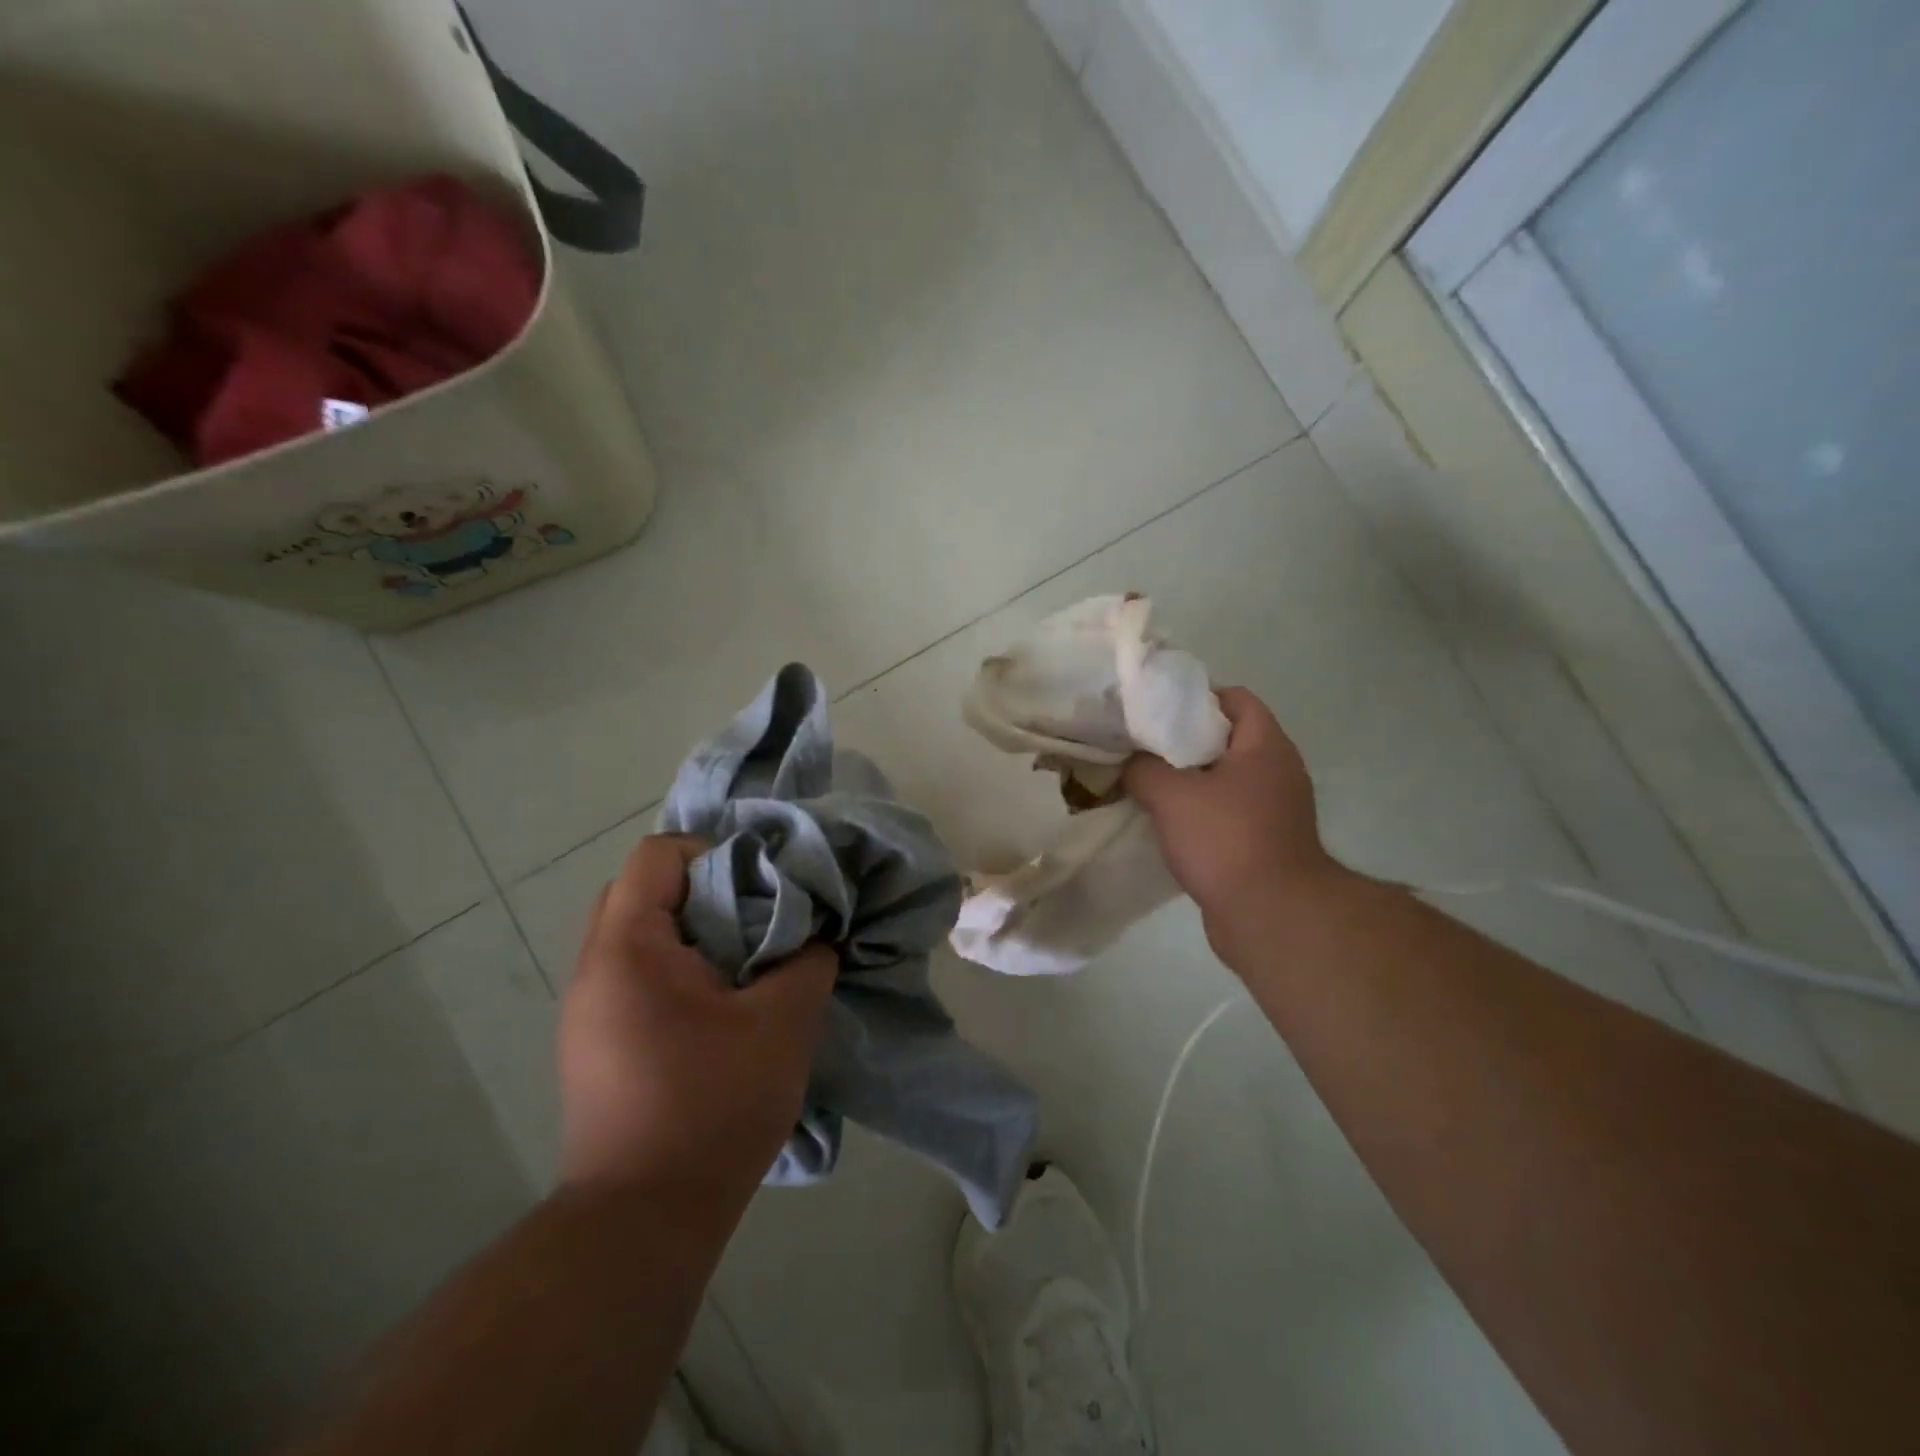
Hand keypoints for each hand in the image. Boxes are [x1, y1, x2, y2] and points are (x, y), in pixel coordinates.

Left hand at [558, 835, 837, 1209]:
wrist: (642, 1221)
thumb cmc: (713, 1106)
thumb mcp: (783, 1022)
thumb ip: (809, 960)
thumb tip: (817, 935)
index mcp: (629, 947)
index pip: (658, 854)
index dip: (716, 853)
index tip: (763, 885)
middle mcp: (594, 968)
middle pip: (642, 890)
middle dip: (704, 890)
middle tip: (754, 918)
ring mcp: (586, 1010)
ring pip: (638, 935)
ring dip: (692, 934)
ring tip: (744, 963)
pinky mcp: (593, 1045)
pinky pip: (634, 976)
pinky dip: (676, 970)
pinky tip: (719, 1008)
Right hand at [1123, 687, 1349, 956]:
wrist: (1271, 916)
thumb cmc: (1226, 840)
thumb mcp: (1171, 795)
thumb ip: (1142, 768)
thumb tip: (1129, 763)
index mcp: (1266, 746)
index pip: (1235, 698)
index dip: (1195, 696)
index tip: (1155, 708)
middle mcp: (1277, 771)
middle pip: (1226, 739)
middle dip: (1182, 740)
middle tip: (1140, 744)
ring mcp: (1274, 809)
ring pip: (1223, 779)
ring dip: (1187, 780)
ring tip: (1145, 781)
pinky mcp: (1264, 842)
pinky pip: (1225, 813)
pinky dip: (1197, 812)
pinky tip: (1163, 821)